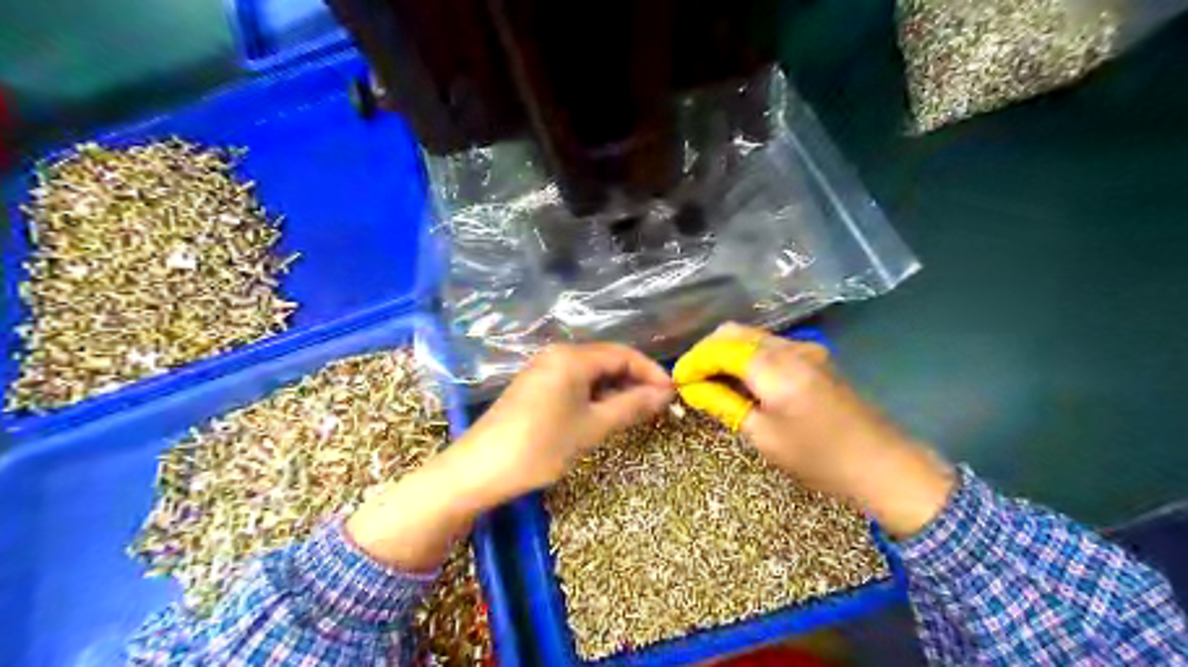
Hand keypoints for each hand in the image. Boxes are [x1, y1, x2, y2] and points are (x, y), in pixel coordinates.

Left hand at [456, 345, 676, 499]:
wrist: (479, 469)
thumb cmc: (540, 446)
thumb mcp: (592, 428)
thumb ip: (631, 406)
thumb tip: (665, 394)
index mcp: (572, 357)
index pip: (623, 354)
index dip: (651, 372)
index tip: (672, 395)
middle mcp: (557, 354)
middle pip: (607, 360)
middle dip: (635, 381)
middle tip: (658, 407)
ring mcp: (543, 369)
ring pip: (591, 373)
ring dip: (616, 390)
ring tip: (636, 414)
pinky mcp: (535, 386)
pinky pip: (574, 383)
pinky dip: (595, 396)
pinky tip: (604, 415)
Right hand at [677, 322, 954, 535]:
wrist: (884, 466)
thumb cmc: (818, 458)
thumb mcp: (762, 435)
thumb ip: (723, 403)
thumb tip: (692, 388)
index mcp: (773, 366)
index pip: (719, 348)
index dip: (693, 362)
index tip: (676, 381)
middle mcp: (788, 347)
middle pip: (734, 333)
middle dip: (706, 352)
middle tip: (691, 380)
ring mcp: (805, 350)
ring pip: (752, 337)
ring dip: (726, 353)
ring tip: (711, 382)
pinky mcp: (815, 359)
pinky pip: (770, 347)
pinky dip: (747, 357)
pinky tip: (742, 381)